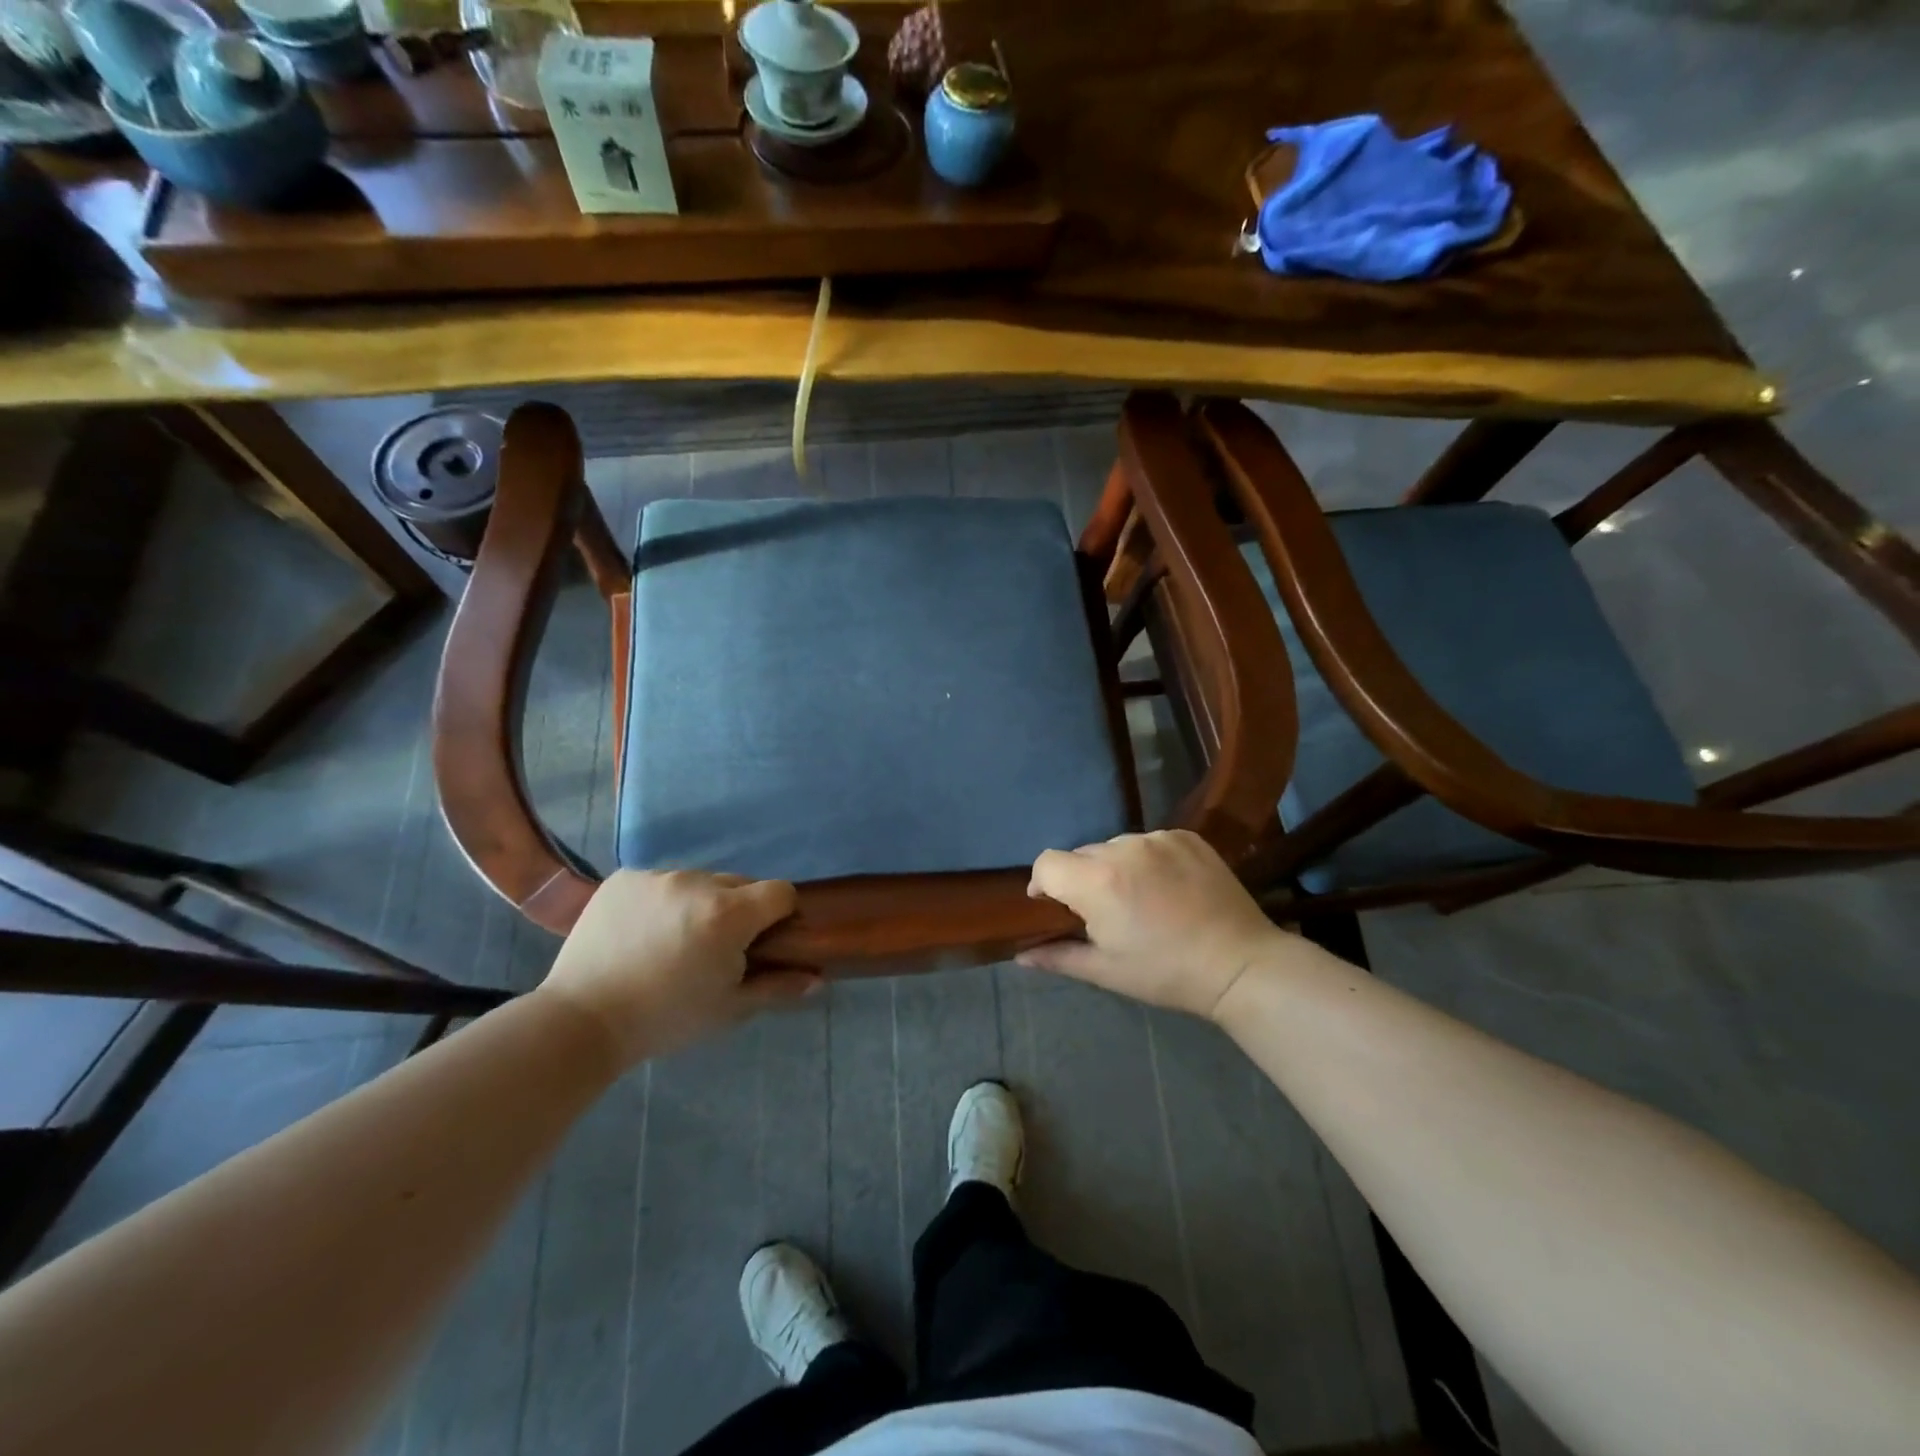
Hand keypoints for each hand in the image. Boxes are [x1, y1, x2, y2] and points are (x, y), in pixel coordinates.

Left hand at [540, 870, 813, 1065]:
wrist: (581, 1020)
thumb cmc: (665, 1019)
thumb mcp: (729, 1009)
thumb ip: (777, 987)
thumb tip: (818, 977)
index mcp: (729, 914)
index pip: (779, 891)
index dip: (780, 914)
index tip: (763, 941)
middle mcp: (697, 882)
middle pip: (740, 884)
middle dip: (738, 910)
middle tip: (715, 949)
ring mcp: (657, 876)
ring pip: (699, 882)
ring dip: (699, 904)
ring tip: (673, 942)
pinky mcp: (624, 878)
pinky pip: (661, 882)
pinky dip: (662, 902)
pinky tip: (642, 933)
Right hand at [1018, 830, 1287, 1019]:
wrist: (1241, 964)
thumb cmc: (1165, 973)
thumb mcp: (1106, 971)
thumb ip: (1058, 956)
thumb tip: (1020, 956)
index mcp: (1097, 881)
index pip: (1047, 862)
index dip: (1044, 884)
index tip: (1056, 907)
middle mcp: (1123, 848)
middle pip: (1082, 854)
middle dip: (1082, 880)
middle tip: (1105, 912)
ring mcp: (1158, 838)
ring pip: (1116, 846)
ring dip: (1115, 867)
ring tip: (1140, 899)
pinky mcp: (1186, 836)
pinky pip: (1149, 842)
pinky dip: (1148, 860)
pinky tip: (1168, 887)